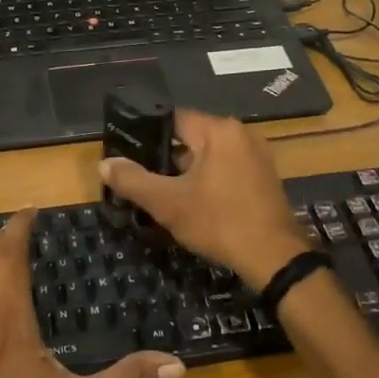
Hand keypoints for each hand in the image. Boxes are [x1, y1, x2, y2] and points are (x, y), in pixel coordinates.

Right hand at [98, 109, 310, 290]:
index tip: (129, 153)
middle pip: (192, 137)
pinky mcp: (264, 177)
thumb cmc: (219, 222)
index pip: (173, 119)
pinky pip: (227, 168)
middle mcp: (241, 134)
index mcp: (219, 130)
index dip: (148, 135)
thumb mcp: (169, 203)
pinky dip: (209, 180)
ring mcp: (257, 155)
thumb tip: (104, 164)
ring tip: (165, 193)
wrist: (274, 258)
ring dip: (188, 172)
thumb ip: (134, 181)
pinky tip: (196, 203)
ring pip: (209, 155)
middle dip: (167, 158)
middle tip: (144, 179)